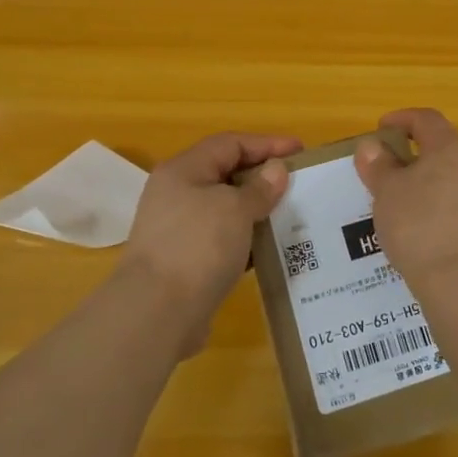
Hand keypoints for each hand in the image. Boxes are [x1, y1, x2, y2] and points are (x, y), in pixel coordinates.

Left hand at [122, 132, 301, 348]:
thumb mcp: (236, 209)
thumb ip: (260, 188)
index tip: (301, 151)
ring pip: (225, 209)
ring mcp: (179, 229)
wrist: (157, 313)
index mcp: (184, 170)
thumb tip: (276, 170)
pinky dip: (246, 239)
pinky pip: (222, 238)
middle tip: (299, 184)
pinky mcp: (185, 260)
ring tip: (291, 215)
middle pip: (226, 174)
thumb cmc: (198, 246)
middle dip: (263, 177)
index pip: (230, 143)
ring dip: (257, 210)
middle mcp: (177, 194)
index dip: (267, 144)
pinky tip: (270, 248)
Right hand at [355, 109, 457, 283]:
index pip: (427, 119)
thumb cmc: (420, 229)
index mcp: (451, 149)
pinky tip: (429, 237)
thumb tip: (372, 145)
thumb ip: (379, 166)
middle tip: (390, 177)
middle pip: (445, 151)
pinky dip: (446, 214)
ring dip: (433, 189)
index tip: (381, 129)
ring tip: (406, 211)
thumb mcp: (388, 195)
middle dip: (416, 159)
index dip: (402, 119)